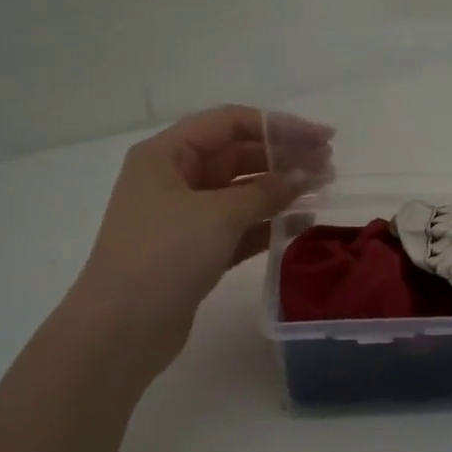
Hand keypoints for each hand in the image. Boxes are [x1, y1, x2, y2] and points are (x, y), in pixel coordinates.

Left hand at [66, 107, 330, 376]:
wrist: (122, 328)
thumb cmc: (164, 256)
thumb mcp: (218, 215)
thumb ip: (266, 192)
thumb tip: (305, 175)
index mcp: (166, 154)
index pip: (229, 123)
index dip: (278, 126)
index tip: (322, 137)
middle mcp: (173, 179)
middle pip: (236, 155)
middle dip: (283, 157)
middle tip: (329, 166)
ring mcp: (183, 217)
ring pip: (240, 192)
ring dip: (280, 189)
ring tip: (323, 189)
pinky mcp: (195, 251)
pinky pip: (238, 226)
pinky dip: (267, 222)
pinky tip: (301, 221)